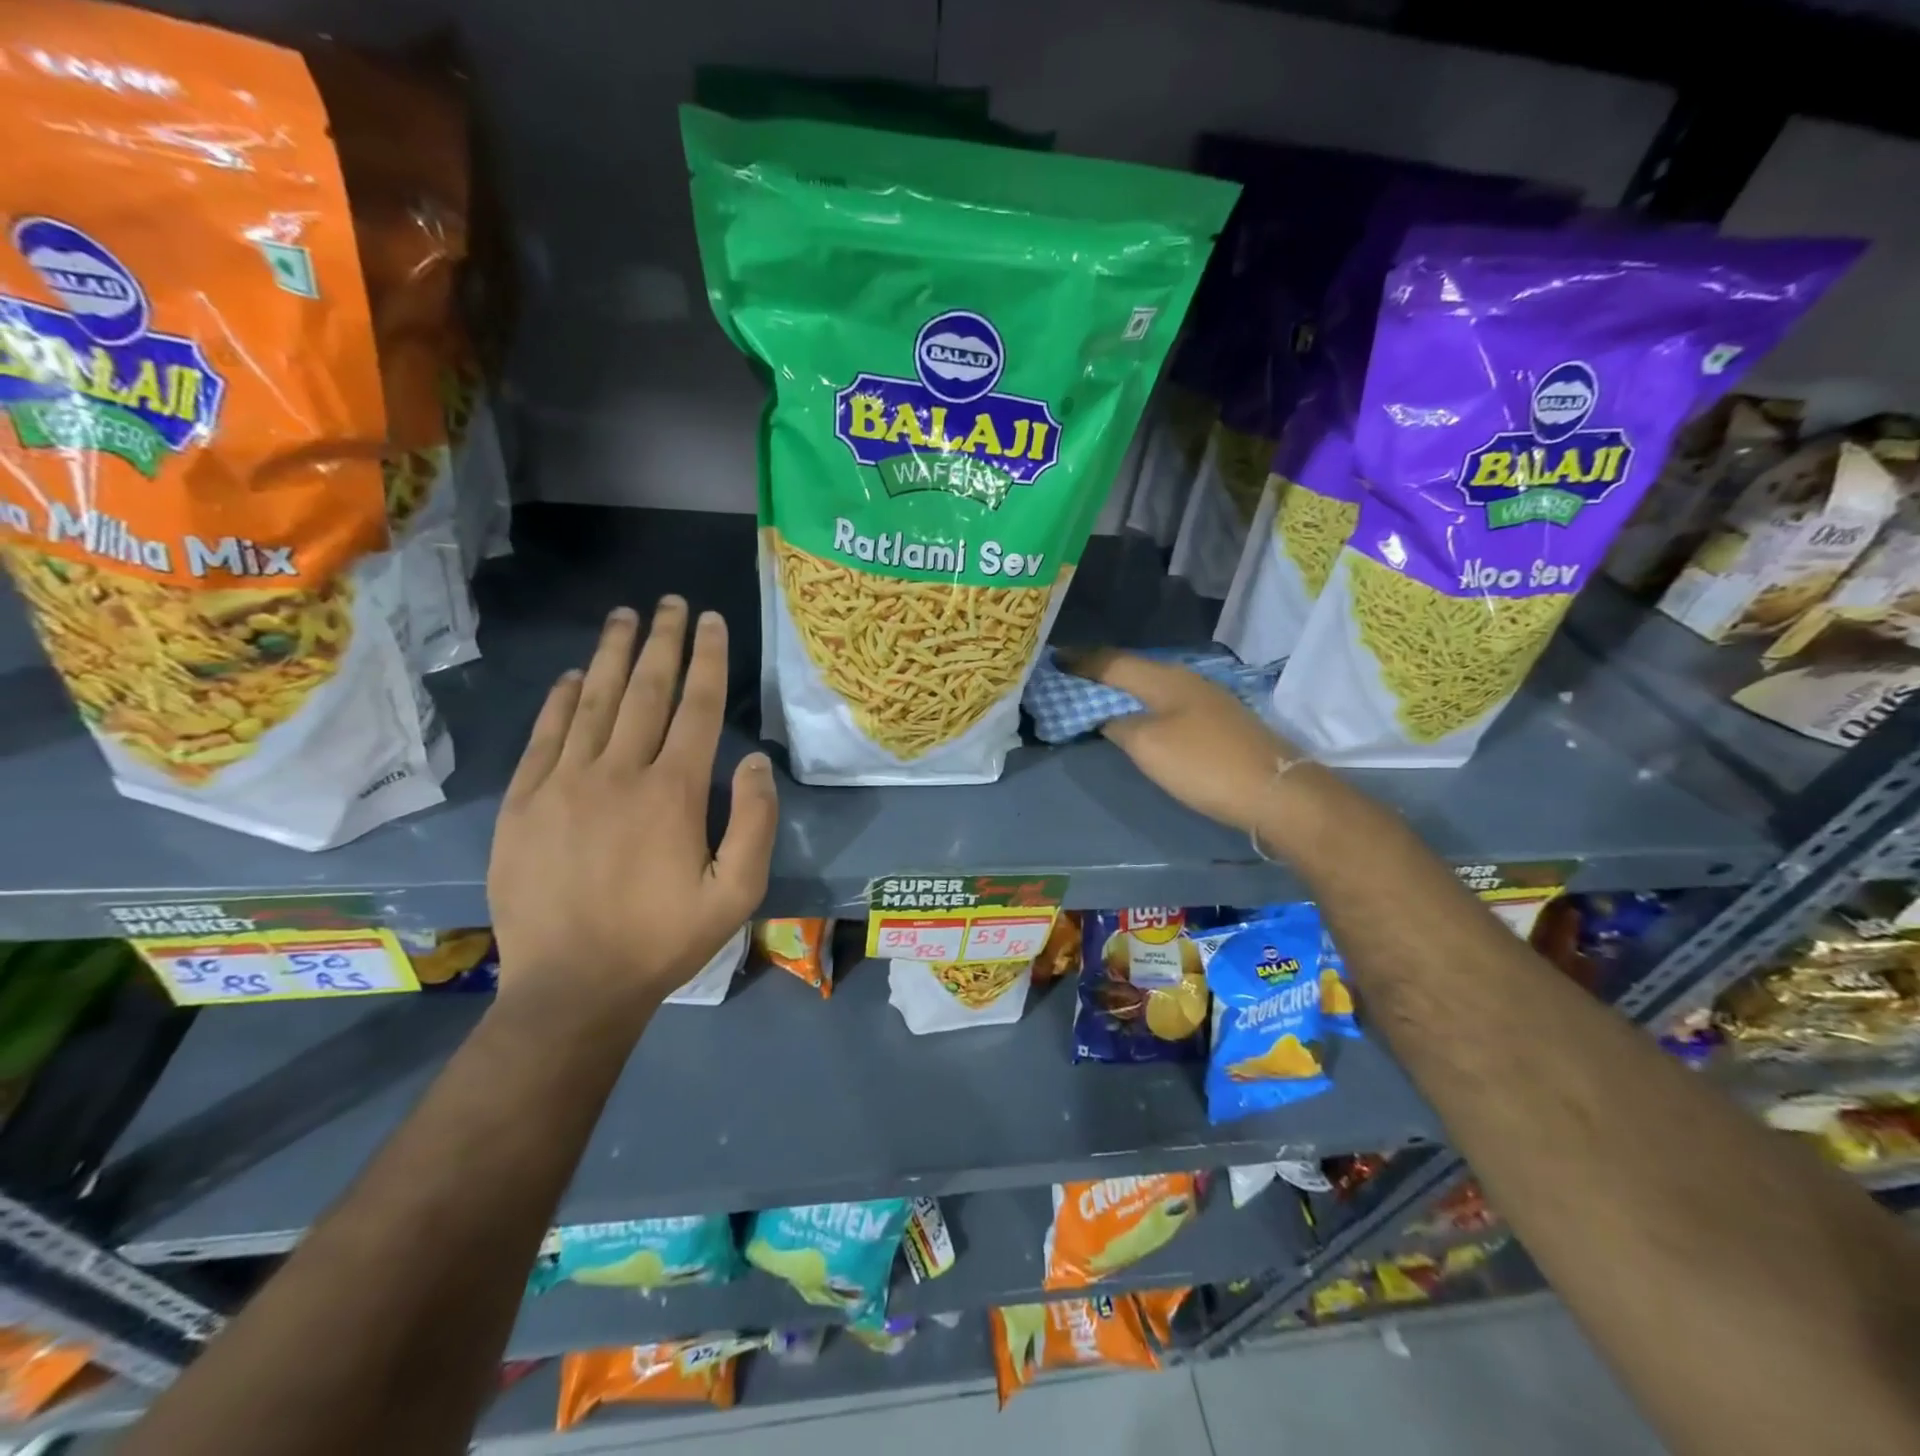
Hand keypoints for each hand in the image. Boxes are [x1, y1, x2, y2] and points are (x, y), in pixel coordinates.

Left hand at [487, 599, 777, 1024]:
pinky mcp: (522, 803)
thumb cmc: (664, 941)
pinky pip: (543, 736)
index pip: (697, 708)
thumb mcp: (737, 894)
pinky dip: (559, 700)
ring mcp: (562, 784)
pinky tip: (570, 676)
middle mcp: (618, 773)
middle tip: (670, 603)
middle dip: (662, 641)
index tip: (711, 620)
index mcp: (673, 793)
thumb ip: (755, 823)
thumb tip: (753, 761)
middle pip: (645, 691)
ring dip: (611, 655)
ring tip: (624, 617)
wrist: (573, 988)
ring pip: (591, 702)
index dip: (708, 659)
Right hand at [1061, 649, 1300, 833]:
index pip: (1113, 662)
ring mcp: (1206, 700)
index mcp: (1165, 678)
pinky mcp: (1218, 721)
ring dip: (1122, 688)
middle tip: (1070, 676)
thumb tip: (1108, 717)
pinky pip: (1166, 703)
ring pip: (1152, 686)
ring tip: (1095, 695)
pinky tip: (1137, 716)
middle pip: (1134, 669)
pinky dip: (1142, 704)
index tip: (1053, 658)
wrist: (1274, 791)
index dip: (1082, 661)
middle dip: (1100, 671)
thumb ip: (1119, 725)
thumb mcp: (1148, 746)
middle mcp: (1186, 680)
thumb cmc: (1203, 764)